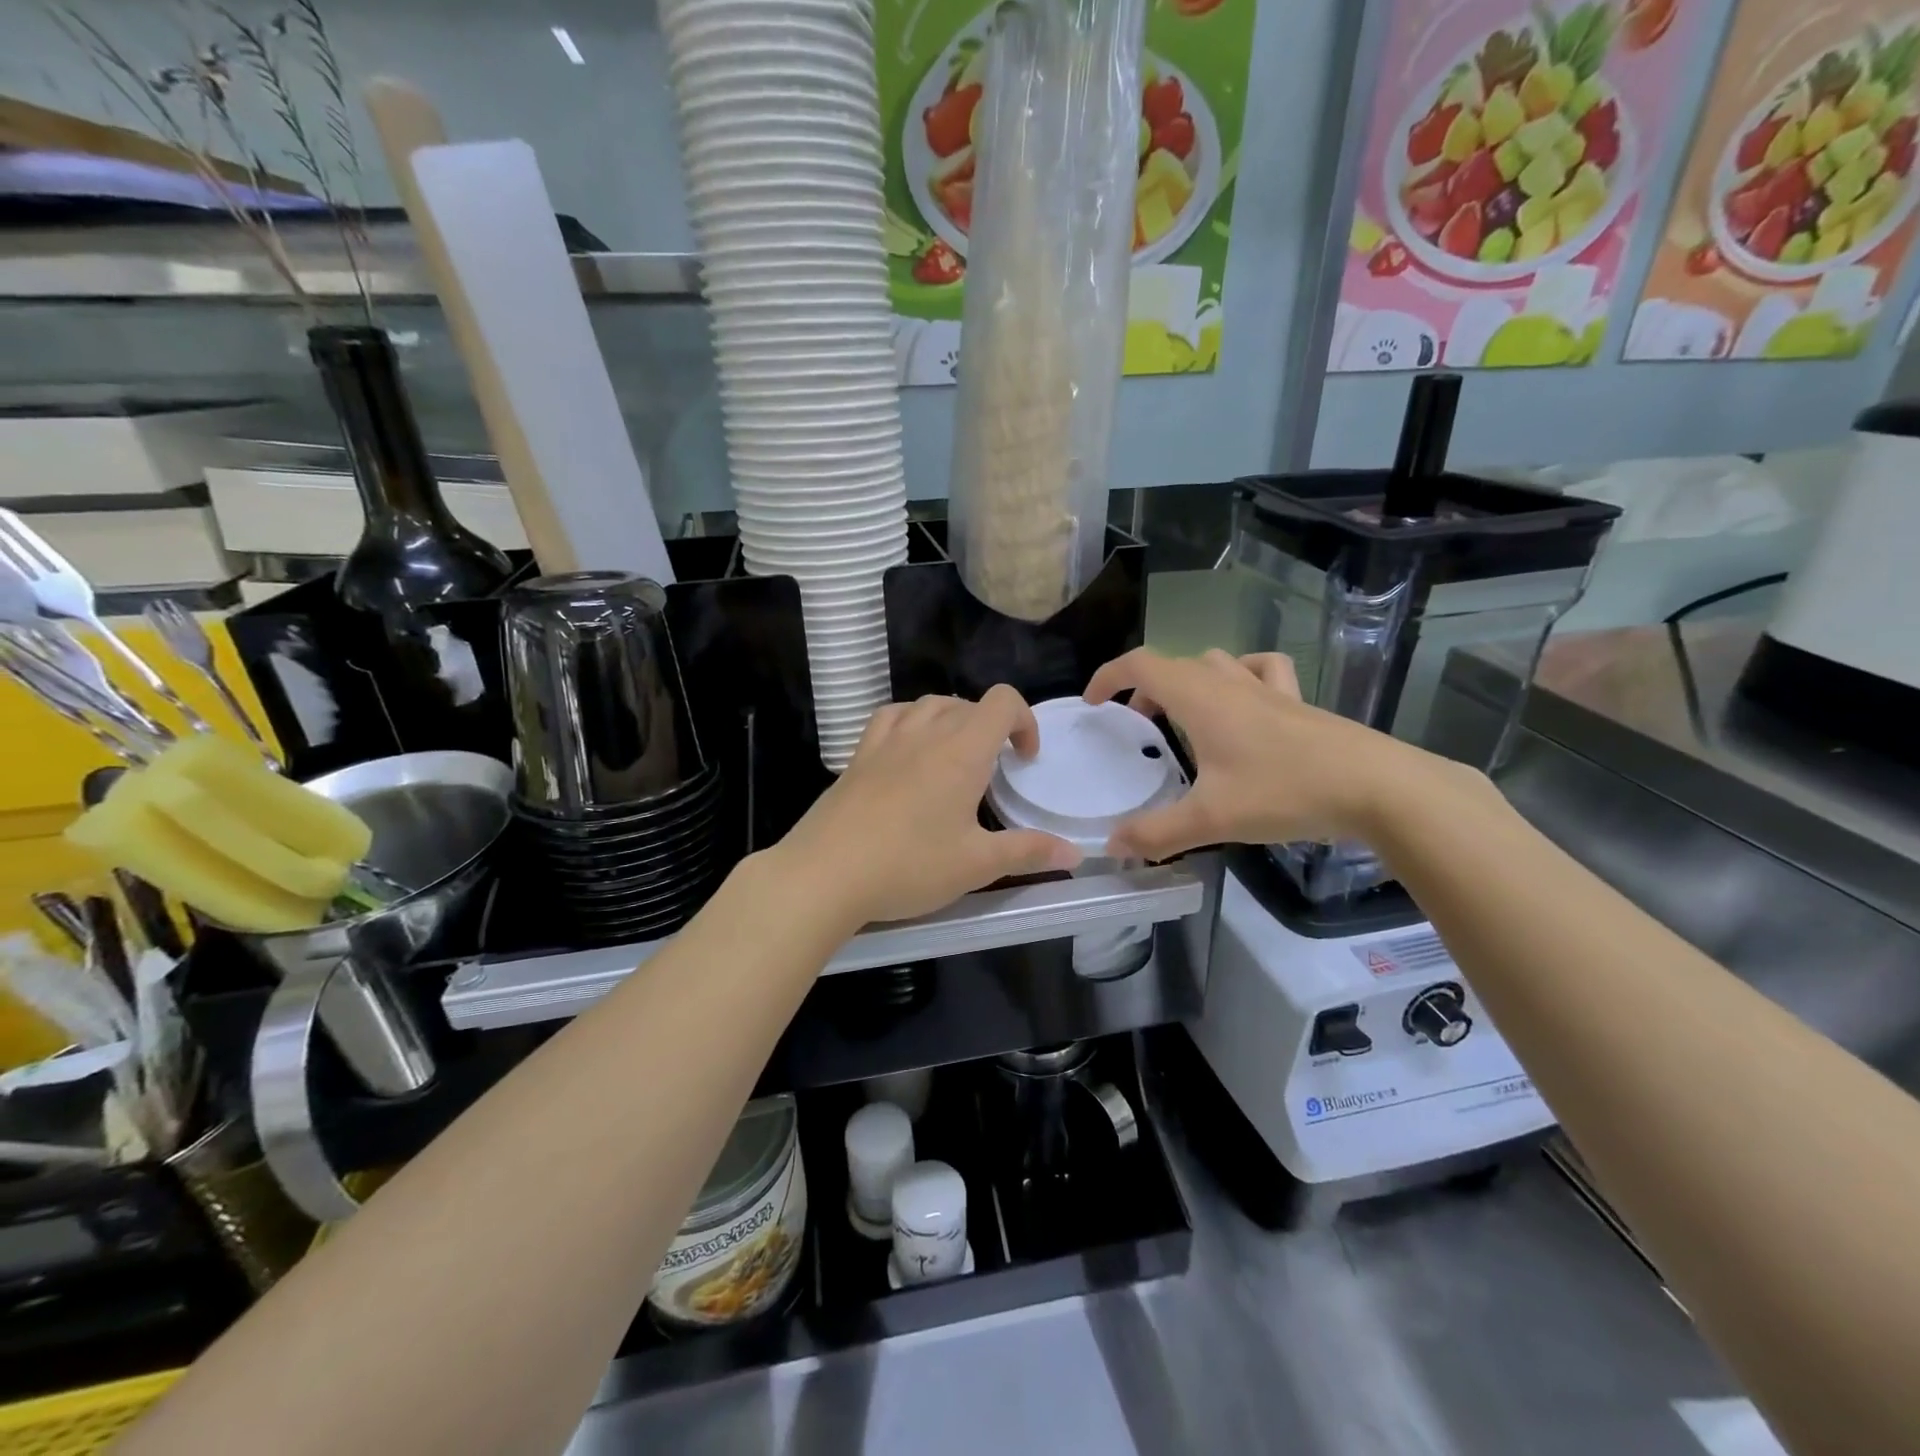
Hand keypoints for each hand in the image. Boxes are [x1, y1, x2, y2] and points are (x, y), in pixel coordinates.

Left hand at [771, 686, 1082, 927]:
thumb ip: (1028, 852)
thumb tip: (1075, 853)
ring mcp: (886, 740)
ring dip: (952, 718)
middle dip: (991, 727)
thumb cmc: (910, 866)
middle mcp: (925, 733)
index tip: (1025, 759)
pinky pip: (891, 717)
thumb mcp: (976, 865)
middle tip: (994, 770)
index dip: (1024, 720)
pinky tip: (909, 750)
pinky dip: (910, 721)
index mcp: (962, 751)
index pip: (1002, 702)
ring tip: (955, 755)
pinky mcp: (858, 755)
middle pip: (967, 703)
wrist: (826, 873)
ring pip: (928, 704)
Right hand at [1083, 648, 1431, 859]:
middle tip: (1136, 725)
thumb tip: (1112, 848)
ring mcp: (1269, 690)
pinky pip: (1262, 673)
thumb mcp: (1212, 819)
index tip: (1093, 703)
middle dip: (1145, 689)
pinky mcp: (1299, 704)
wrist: (1379, 788)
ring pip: (1216, 664)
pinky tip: (1244, 704)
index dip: (1109, 676)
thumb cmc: (1285, 792)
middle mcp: (1230, 683)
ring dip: (1189, 681)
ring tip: (1183, 716)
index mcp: (1200, 698)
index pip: (1141, 665)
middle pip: (1175, 665)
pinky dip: (1242, 678)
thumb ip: (1157, 833)